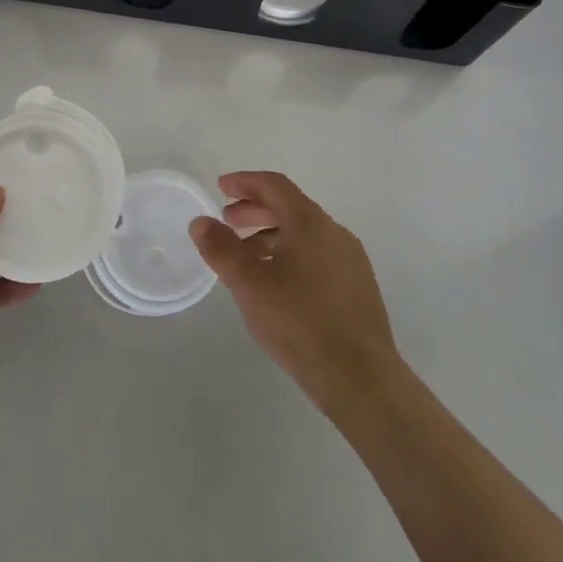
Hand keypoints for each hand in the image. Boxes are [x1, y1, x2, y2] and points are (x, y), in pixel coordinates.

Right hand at [191, 171, 402, 415]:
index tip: (220, 188)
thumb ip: (221, 249)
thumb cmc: (300, 323)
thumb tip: (201, 221)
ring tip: (246, 258)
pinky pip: (317, 255)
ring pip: (304, 234)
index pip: (274, 185)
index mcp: (310, 222)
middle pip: (290, 207)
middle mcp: (334, 232)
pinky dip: (291, 255)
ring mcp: (350, 260)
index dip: (244, 182)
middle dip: (255, 210)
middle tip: (227, 222)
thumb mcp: (249, 284)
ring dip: (271, 236)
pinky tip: (277, 285)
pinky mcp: (358, 287)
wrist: (361, 379)